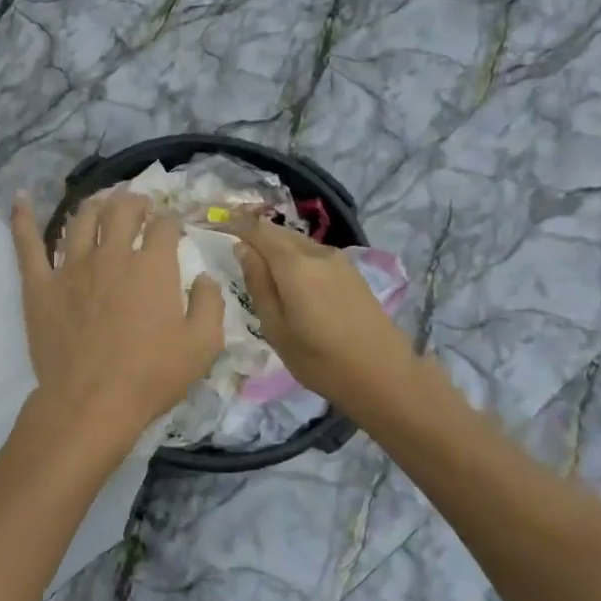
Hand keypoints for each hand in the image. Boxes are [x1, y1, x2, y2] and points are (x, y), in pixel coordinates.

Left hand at [11, 191, 224, 447]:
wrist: (91, 402)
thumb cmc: (150, 376)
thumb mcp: (202, 345)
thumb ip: (209, 304)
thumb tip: (205, 277)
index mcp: (152, 266)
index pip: (163, 227)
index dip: (170, 223)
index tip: (172, 230)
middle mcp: (111, 255)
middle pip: (121, 211)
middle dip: (134, 202)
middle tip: (139, 206)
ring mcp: (71, 267)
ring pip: (81, 219)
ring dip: (94, 205)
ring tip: (101, 203)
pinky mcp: (39, 284)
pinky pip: (28, 244)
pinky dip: (23, 218)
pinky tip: (21, 199)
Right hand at [227, 217, 457, 421]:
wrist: (384, 375)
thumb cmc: (320, 360)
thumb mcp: (276, 328)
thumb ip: (258, 284)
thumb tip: (242, 249)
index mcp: (294, 265)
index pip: (258, 230)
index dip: (235, 225)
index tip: (216, 229)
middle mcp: (317, 253)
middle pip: (278, 232)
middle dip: (254, 235)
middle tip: (233, 253)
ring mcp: (338, 260)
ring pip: (296, 242)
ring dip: (275, 248)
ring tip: (258, 270)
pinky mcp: (350, 271)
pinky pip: (312, 254)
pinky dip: (293, 258)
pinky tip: (288, 281)